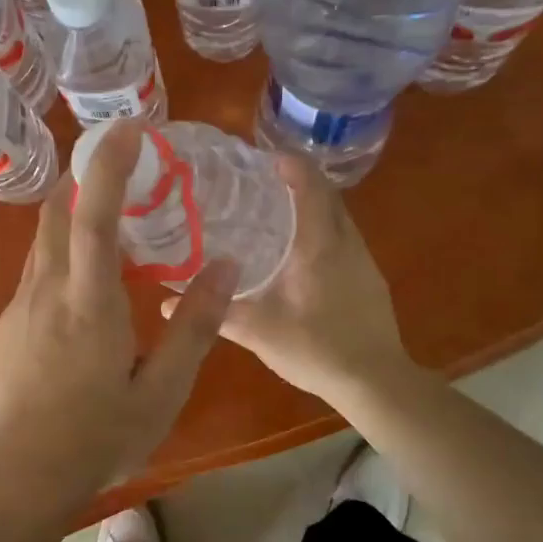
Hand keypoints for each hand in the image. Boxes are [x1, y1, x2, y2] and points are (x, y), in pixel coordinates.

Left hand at [0, 121, 238, 492]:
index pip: (94, 214)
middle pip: (57, 211)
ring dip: (73, 218)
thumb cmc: (98, 435)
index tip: (129, 129)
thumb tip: (226, 266)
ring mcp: (20, 305)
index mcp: (88, 300)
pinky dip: (62, 254)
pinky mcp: (9, 324)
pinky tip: (87, 288)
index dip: (109, 165)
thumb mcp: (163, 389)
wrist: (21, 475)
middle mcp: (46, 288)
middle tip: (128, 176)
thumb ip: (194, 325)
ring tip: (114, 230)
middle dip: (86, 179)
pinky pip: (37, 270)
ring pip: (43, 240)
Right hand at [166, 153, 409, 409]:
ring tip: (273, 216)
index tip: (259, 159)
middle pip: (326, 194)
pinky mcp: (369, 279)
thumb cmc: (317, 348)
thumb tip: (166, 305)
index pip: (310, 184)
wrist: (377, 382)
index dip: (288, 164)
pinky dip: (321, 231)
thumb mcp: (258, 332)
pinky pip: (343, 239)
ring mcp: (363, 260)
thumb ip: (215, 314)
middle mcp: (346, 242)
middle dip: (297, 181)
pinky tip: (298, 257)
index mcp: (319, 244)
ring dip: (311, 207)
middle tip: (257, 186)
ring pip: (337, 217)